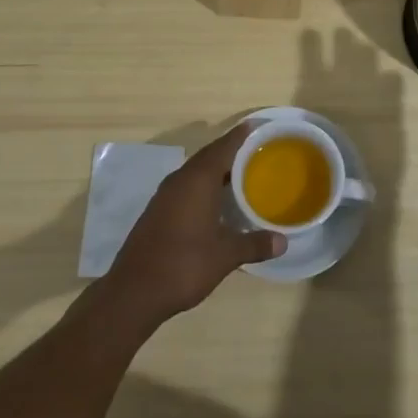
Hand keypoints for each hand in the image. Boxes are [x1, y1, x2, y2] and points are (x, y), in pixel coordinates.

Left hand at [105, 126, 284, 327]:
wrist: (134, 291)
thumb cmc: (184, 265)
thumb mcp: (225, 256)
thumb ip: (254, 244)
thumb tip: (283, 242)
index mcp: (198, 180)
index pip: (223, 148)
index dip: (240, 136)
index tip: (256, 126)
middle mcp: (180, 180)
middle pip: (208, 156)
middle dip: (230, 151)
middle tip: (254, 151)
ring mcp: (165, 195)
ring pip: (195, 172)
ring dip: (215, 170)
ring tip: (239, 174)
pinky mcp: (157, 210)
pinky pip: (185, 186)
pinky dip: (202, 186)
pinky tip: (214, 201)